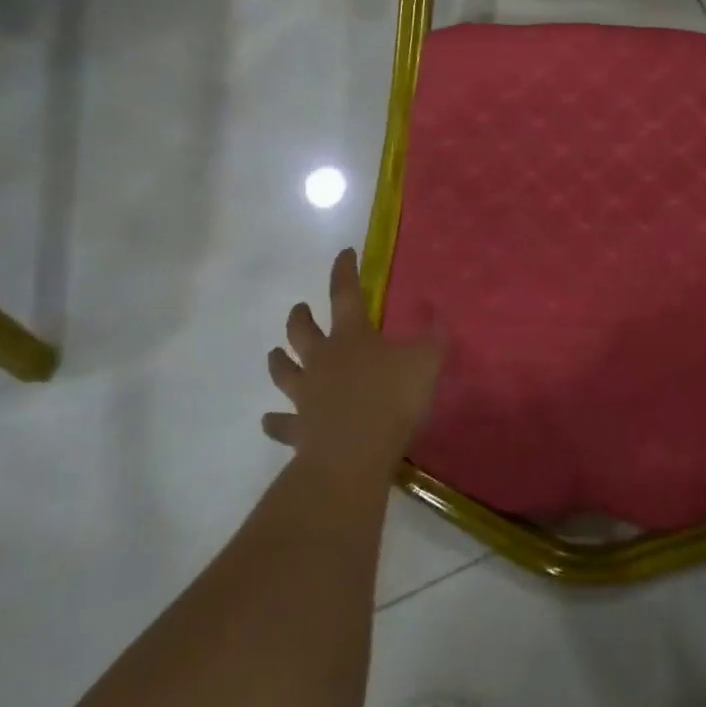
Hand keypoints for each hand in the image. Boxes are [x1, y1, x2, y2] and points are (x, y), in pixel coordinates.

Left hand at [263, 248, 441, 480]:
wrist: (353, 453)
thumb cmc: (391, 399)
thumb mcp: (426, 361)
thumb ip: (433, 336)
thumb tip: (437, 311)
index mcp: (352, 337)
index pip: (345, 294)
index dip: (344, 271)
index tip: (344, 253)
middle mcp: (323, 359)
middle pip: (302, 331)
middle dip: (301, 316)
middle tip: (300, 308)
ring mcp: (305, 394)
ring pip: (284, 371)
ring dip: (278, 361)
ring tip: (275, 353)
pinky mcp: (298, 429)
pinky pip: (281, 423)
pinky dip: (274, 421)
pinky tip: (268, 420)